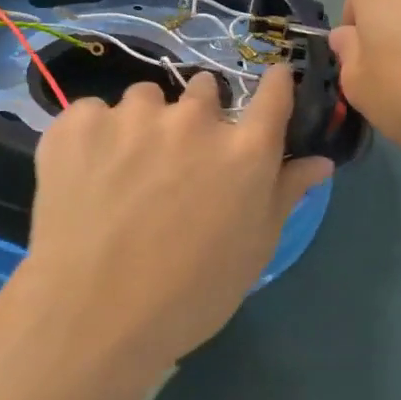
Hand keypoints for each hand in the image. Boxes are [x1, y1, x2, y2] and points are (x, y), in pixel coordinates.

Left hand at [18, 68, 332, 375]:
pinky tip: (84, 175)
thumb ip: (285, 194)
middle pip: (205, 90)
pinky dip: (93, 137)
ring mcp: (133, 115)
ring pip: (146, 99)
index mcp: (244, 151)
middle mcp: (194, 119)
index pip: (274, 94)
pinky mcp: (80, 121)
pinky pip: (93, 112)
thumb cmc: (187, 296)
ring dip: (143, 124)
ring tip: (122, 172)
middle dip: (198, 115)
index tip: (272, 82)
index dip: (274, 84)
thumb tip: (320, 161)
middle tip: (177, 160)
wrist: (90, 317)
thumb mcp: (252, 251)